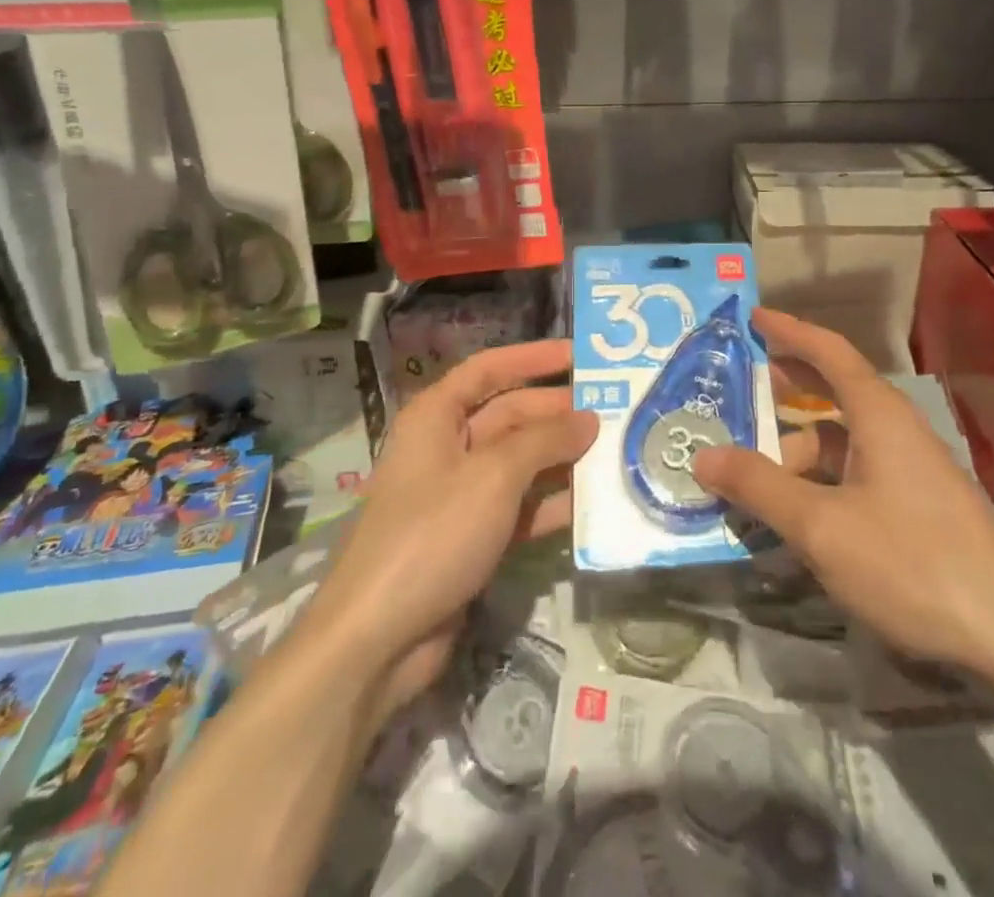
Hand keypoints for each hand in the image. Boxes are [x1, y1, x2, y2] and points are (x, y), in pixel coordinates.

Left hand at [319, 341, 596, 719]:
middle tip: (615, 411)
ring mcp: (461, 495)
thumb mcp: (494, 476)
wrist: (377, 640)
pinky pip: (521, 506)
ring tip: (616, 452)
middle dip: (559, 413)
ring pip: (521, 462)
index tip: (581, 354)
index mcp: (437, 417)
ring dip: (563, 458)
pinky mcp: (474, 537)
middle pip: (511, 415)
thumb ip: (545, 440)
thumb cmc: (432, 534)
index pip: (489, 369)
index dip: (533, 357)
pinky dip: (553, 503)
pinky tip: (594, 502)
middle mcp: (448, 447)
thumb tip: (588, 418)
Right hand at [693, 308, 993, 684]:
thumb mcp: (822, 527)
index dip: (789, 331)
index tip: (753, 317)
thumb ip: (759, 488)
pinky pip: (858, 474)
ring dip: (799, 450)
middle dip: (789, 387)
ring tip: (753, 476)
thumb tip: (703, 454)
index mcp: (879, 414)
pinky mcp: (920, 506)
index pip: (829, 351)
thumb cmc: (912, 563)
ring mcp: (913, 469)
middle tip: (742, 388)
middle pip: (835, 391)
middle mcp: (897, 430)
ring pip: (844, 442)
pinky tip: (798, 516)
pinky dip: (822, 481)